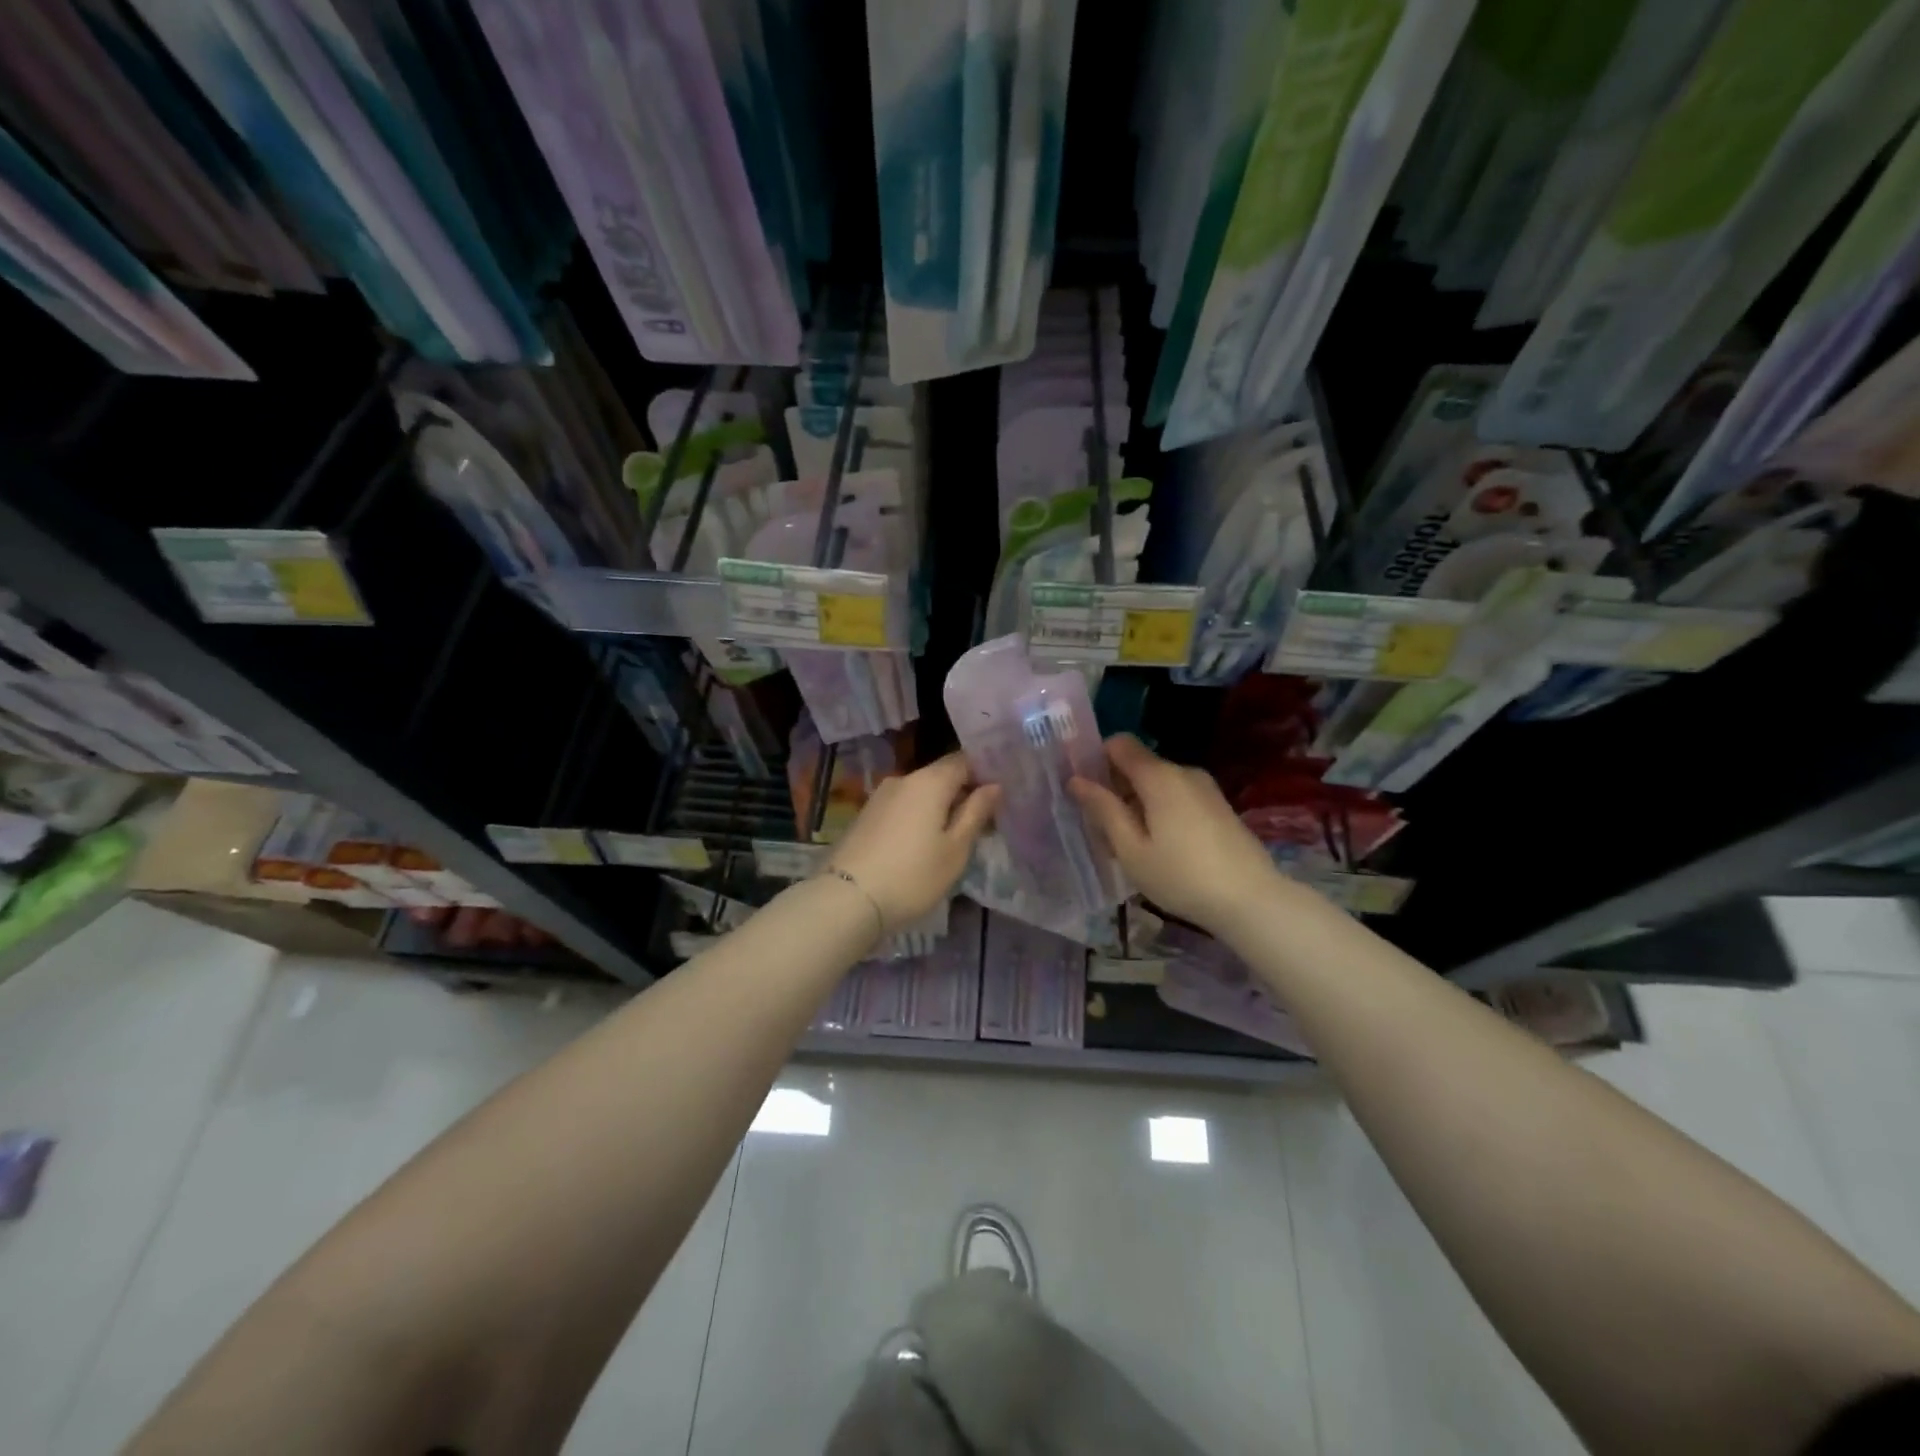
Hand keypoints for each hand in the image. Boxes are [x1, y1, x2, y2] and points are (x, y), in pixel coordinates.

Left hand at [828, 752, 998, 929]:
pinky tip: (923, 842)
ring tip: (954, 836)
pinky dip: (918, 816)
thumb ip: (976, 813)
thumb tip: (994, 785)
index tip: (1000, 796)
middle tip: (983, 821)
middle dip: (963, 792)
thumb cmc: (913, 875)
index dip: (985, 773)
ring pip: (920, 792)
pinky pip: (902, 806)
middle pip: (941, 775)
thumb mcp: (955, 849)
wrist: (847, 899)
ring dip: (939, 807)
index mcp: (930, 781)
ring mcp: (880, 796)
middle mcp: (903, 779)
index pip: (964, 760)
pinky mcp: (865, 816)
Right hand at [1069, 733, 1280, 935]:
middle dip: (1116, 789)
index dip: (1097, 760)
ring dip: (1138, 804)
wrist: (1251, 900)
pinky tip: (1162, 849)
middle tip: (1105, 832)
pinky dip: (1161, 811)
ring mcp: (1205, 788)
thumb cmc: (1181, 876)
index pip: (1120, 744)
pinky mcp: (1218, 805)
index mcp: (1159, 776)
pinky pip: (1177, 796)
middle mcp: (1183, 772)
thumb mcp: (1131, 849)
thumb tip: (1076, 780)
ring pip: (1158, 783)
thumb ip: (1103, 809)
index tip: (1086, 792)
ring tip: (1133, 847)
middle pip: (1138, 765)